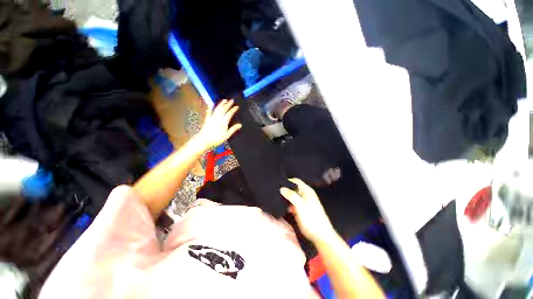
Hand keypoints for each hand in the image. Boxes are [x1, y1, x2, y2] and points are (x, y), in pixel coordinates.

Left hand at [197, 99, 241, 148]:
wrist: (203, 140)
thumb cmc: (216, 139)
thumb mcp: (226, 135)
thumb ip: (233, 129)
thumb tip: (240, 125)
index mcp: (224, 122)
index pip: (229, 114)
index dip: (233, 109)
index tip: (237, 106)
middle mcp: (218, 118)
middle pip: (223, 109)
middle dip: (228, 104)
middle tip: (231, 100)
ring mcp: (212, 118)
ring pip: (217, 109)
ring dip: (221, 104)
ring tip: (224, 100)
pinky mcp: (207, 119)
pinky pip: (208, 112)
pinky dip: (210, 108)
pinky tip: (211, 104)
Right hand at [280, 178, 334, 242]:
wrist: (321, 236)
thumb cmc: (311, 219)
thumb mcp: (300, 205)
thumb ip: (291, 195)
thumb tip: (281, 188)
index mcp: (307, 191)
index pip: (295, 181)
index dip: (287, 181)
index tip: (278, 185)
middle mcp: (306, 194)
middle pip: (294, 188)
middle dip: (286, 190)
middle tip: (276, 192)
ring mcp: (304, 202)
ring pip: (293, 196)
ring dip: (286, 198)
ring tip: (277, 200)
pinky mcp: (303, 210)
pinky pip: (294, 204)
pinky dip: (289, 204)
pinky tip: (284, 208)